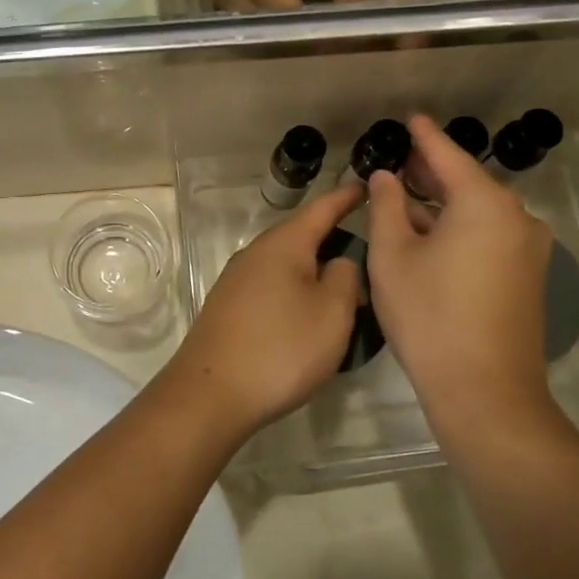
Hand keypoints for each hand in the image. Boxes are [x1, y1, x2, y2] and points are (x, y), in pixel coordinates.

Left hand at [157, 183, 363, 432]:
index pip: (321, 208)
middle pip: (300, 235)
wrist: (211, 393)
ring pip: (285, 263)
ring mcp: (237, 280)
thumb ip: (345, 277)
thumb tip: (339, 261)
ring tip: (344, 282)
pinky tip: (307, 310)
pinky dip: (295, 288)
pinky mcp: (228, 307)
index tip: (368, 185)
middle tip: (367, 243)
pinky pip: (271, 285)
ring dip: (313, 266)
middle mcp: (255, 253)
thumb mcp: (332, 313)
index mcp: (283, 244)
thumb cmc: (281, 348)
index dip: (346, 197)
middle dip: (332, 235)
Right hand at [365, 116, 554, 420]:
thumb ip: (386, 207)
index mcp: (484, 204)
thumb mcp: (392, 256)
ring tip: (406, 202)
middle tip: (399, 163)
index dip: (424, 137)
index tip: (411, 118)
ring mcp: (528, 250)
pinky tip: (431, 238)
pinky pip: (490, 237)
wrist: (485, 390)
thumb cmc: (429, 315)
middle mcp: (517, 218)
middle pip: (468, 183)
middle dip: (432, 173)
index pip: (448, 156)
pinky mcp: (528, 277)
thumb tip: (386, 178)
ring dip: (443, 206)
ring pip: (479, 213)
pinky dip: (460, 229)